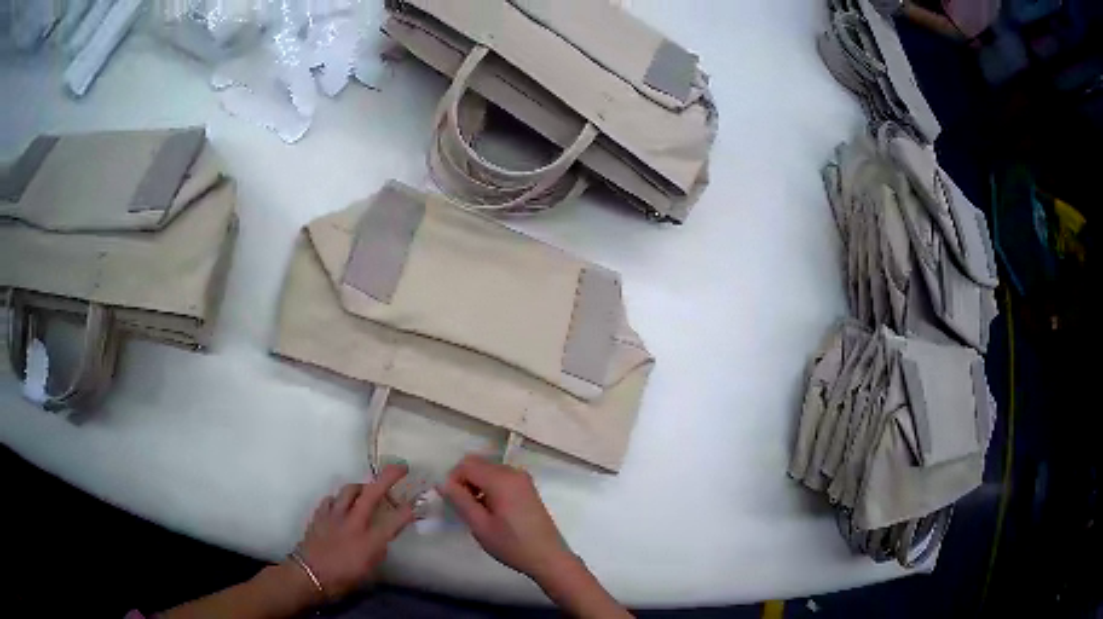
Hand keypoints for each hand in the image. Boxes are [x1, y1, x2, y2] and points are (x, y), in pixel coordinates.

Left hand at [296, 464, 414, 599]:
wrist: (309, 575)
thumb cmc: (343, 579)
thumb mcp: (369, 571)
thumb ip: (377, 551)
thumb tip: (381, 538)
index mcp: (370, 541)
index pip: (395, 520)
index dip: (409, 510)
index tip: (417, 502)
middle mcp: (354, 523)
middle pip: (372, 493)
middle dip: (388, 477)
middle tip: (401, 467)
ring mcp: (334, 515)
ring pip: (349, 490)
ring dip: (362, 486)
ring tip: (367, 490)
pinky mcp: (319, 514)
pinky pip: (332, 499)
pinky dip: (339, 499)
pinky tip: (341, 505)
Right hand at [438, 455, 572, 580]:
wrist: (547, 557)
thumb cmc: (512, 544)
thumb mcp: (480, 526)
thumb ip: (460, 501)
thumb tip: (442, 483)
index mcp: (501, 479)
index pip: (466, 465)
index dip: (453, 480)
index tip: (452, 502)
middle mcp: (513, 472)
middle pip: (477, 464)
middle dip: (464, 481)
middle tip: (464, 507)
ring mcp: (522, 478)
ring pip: (488, 470)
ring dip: (476, 485)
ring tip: (477, 512)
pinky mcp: (526, 487)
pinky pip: (500, 477)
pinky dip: (489, 487)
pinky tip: (491, 510)